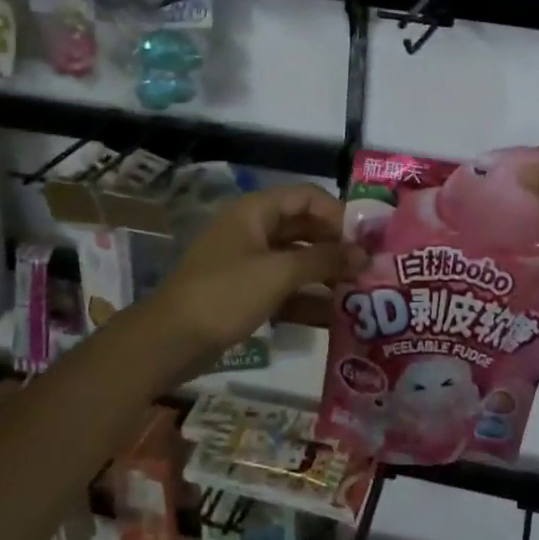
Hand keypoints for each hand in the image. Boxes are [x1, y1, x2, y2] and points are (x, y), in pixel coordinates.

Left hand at [150, 184, 364, 360]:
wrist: (168, 342)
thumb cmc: (224, 295)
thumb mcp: (278, 274)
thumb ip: (324, 261)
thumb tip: (365, 254)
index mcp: (255, 212)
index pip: (307, 197)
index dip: (338, 213)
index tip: (366, 238)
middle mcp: (253, 230)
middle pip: (304, 228)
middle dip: (336, 246)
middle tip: (370, 266)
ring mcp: (249, 262)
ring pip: (297, 259)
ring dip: (326, 273)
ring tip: (361, 291)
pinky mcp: (247, 292)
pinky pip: (285, 287)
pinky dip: (307, 297)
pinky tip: (336, 316)